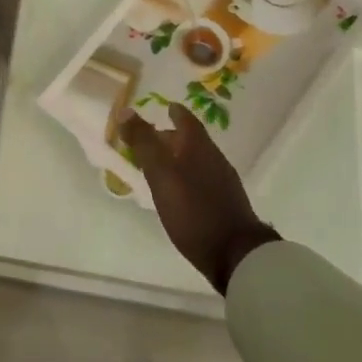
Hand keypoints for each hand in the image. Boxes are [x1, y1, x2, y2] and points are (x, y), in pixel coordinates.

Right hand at [119, 106, 279, 293]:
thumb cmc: (193, 210)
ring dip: (179, 157)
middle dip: (173, 136)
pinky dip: (187, 175)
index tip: (165, 107)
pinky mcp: (226, 203)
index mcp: (199, 147)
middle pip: (192, 140)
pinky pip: (203, 178)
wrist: (235, 254)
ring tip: (160, 165)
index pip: (187, 120)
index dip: (175, 112)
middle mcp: (214, 158)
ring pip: (198, 160)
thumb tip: (126, 111)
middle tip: (152, 138)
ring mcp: (223, 181)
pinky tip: (179, 191)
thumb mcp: (161, 175)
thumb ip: (144, 143)